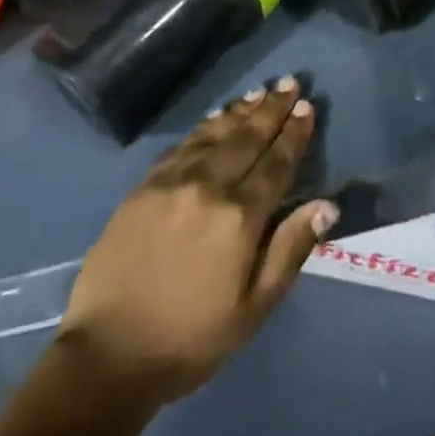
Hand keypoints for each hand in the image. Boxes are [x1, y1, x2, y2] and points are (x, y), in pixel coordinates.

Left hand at [56, 79, 338, 406]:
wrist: (108, 353)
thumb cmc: (190, 339)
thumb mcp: (252, 310)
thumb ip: (289, 251)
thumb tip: (326, 206)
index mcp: (239, 217)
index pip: (276, 163)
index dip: (294, 134)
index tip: (307, 106)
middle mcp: (209, 185)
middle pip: (248, 137)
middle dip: (272, 109)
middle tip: (289, 82)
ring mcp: (174, 179)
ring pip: (216, 133)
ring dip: (241, 110)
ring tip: (259, 92)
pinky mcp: (146, 183)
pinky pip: (184, 143)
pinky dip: (206, 125)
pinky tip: (216, 116)